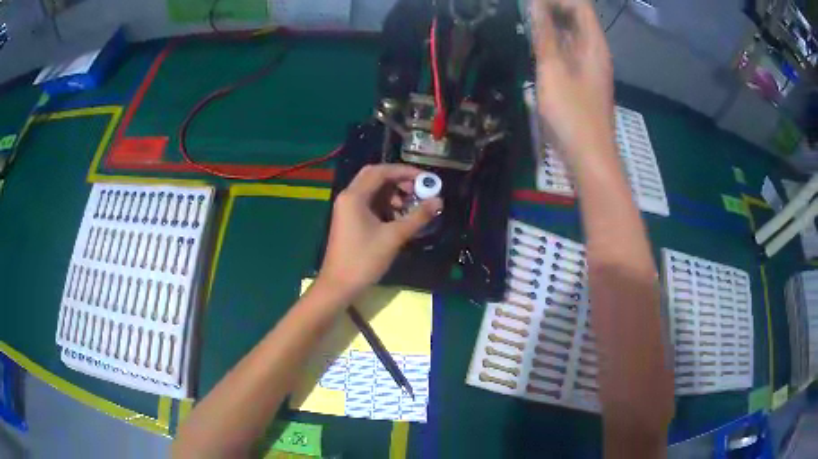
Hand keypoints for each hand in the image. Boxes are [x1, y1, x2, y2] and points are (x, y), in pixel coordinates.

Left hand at [317, 164, 442, 300]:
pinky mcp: (349, 220)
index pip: (381, 171)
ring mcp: (347, 209)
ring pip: (372, 191)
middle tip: (418, 190)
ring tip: (410, 207)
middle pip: (375, 177)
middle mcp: (348, 197)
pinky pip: (369, 204)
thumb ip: (417, 217)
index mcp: (354, 196)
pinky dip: (385, 205)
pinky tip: (399, 218)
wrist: (339, 285)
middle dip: (398, 181)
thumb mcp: (394, 237)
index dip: (404, 172)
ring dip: (393, 194)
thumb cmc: (364, 259)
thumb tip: (439, 201)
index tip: (425, 179)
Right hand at [530, 0, 615, 168]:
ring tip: (526, 23)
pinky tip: (537, 47)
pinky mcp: (583, 80)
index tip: (529, 4)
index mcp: (594, 45)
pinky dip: (553, 43)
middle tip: (524, 11)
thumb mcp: (553, 70)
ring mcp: (590, 67)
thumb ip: (544, 35)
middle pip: (577, 17)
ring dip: (550, 25)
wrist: (590, 157)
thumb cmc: (572, 114)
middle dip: (551, 8)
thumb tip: (535, 4)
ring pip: (572, 34)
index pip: (580, 6)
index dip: (555, 0)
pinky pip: (569, 51)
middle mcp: (596, 51)